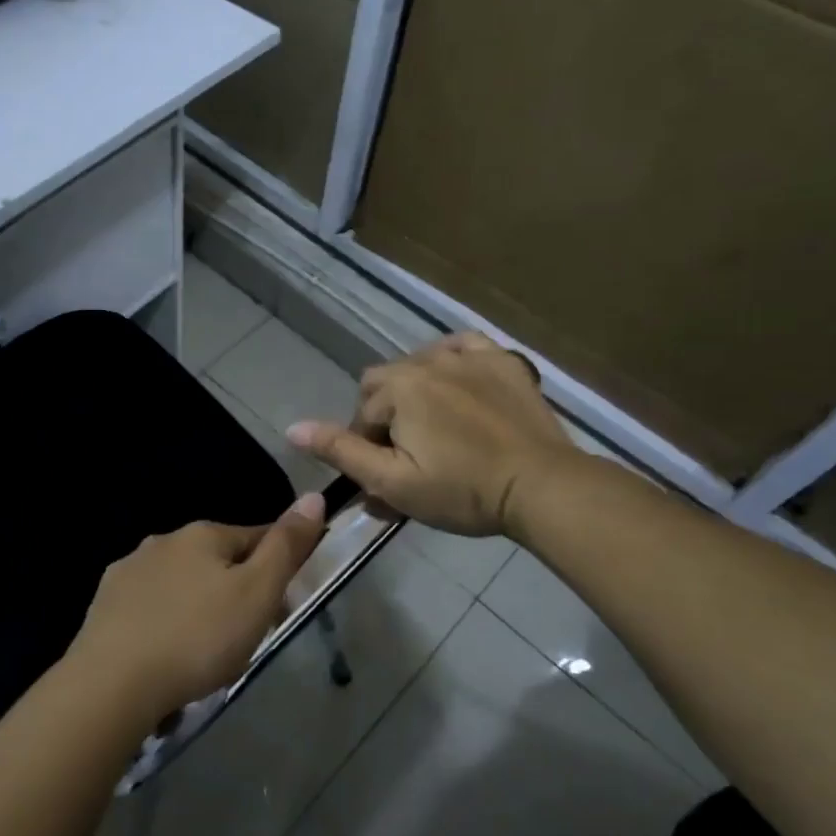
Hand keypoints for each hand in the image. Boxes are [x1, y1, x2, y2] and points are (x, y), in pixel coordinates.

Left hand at [68, 493, 326, 718]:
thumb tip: (314, 496)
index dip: (277, 566)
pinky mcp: (105, 604)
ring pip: (181, 583)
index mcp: (202, 534)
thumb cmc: (198, 637)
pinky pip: (150, 607)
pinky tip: (166, 653)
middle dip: (235, 590)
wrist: (112, 683)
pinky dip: (164, 623)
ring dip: (198, 606)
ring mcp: (129, 571)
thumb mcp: (257, 593)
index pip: (255, 536)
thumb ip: (286, 546)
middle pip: (216, 561)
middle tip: (246, 637)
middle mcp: (163, 541)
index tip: (283, 604)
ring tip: (206, 652)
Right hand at [288, 333, 581, 537]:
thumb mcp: (393, 483)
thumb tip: (293, 428)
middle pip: (385, 382)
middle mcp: (428, 360)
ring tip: (437, 426)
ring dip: (416, 390)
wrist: (542, 486)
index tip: (389, 476)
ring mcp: (469, 356)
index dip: (367, 448)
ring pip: (420, 363)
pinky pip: (463, 346)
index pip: (362, 414)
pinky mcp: (503, 360)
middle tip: (410, 453)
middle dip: (387, 415)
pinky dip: (452, 361)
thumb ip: (342, 452)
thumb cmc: (463, 490)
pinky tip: (458, 383)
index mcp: (399, 388)